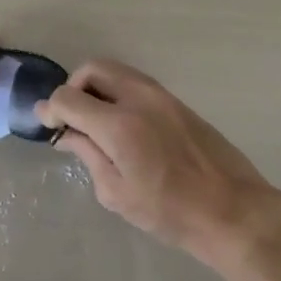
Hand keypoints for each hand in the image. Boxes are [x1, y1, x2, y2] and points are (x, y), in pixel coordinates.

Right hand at [38, 60, 280, 265]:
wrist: (232, 209)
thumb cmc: (170, 212)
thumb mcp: (117, 193)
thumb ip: (88, 155)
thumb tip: (67, 133)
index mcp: (118, 124)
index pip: (68, 97)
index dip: (50, 109)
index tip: (48, 125)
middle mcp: (138, 98)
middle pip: (92, 68)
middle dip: (73, 88)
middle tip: (72, 119)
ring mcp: (161, 95)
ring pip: (116, 71)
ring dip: (97, 88)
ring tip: (96, 122)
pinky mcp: (176, 100)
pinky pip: (136, 83)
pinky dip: (118, 92)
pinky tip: (122, 125)